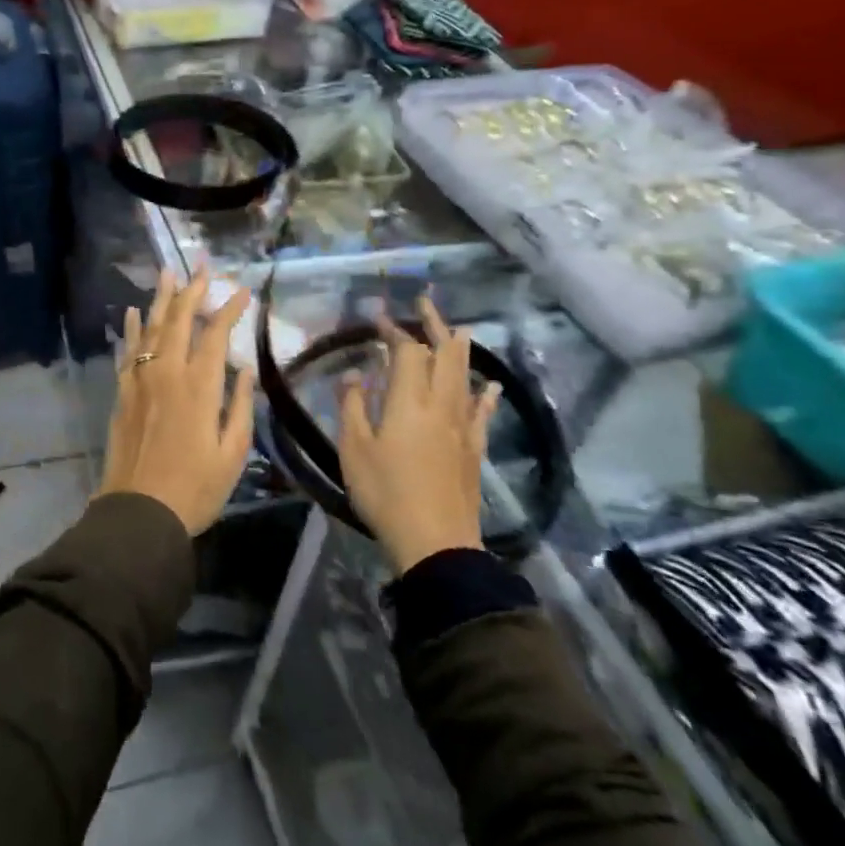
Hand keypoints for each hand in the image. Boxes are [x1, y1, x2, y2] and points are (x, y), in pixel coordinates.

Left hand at [98, 270, 255, 534]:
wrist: (140, 512)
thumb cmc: (196, 488)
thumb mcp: (232, 452)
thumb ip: (240, 406)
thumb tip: (244, 369)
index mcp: (198, 386)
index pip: (215, 333)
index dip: (229, 308)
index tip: (242, 290)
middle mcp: (166, 372)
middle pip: (178, 320)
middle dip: (191, 290)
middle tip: (201, 267)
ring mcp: (140, 381)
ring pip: (150, 328)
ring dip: (160, 299)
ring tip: (166, 273)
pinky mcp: (123, 393)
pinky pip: (127, 351)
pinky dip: (131, 329)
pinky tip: (133, 313)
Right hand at [339, 296, 499, 573]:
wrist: (434, 542)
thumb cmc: (385, 492)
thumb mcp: (354, 449)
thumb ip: (352, 406)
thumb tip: (355, 373)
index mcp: (409, 401)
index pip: (407, 352)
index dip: (394, 331)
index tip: (378, 317)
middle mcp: (441, 405)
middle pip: (445, 354)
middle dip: (435, 325)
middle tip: (425, 304)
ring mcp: (462, 427)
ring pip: (465, 377)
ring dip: (460, 349)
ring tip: (460, 329)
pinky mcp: (474, 449)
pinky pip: (482, 412)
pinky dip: (486, 394)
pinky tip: (491, 386)